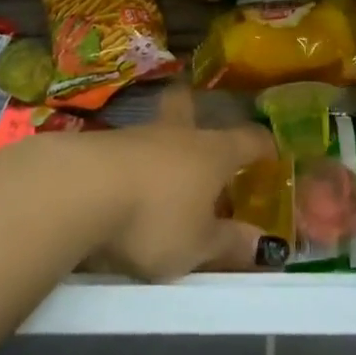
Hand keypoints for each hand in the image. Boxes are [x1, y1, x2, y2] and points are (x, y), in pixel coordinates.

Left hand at [71, 84, 281, 280]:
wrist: (84, 191)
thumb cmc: (156, 217)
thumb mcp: (197, 245)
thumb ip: (230, 243)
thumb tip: (266, 245)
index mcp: (213, 152)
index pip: (248, 139)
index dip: (263, 146)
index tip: (271, 153)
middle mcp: (179, 134)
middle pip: (190, 108)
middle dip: (196, 110)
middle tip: (197, 118)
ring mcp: (138, 135)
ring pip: (157, 129)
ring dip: (162, 143)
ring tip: (162, 167)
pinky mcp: (103, 147)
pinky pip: (128, 149)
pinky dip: (133, 162)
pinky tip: (127, 182)